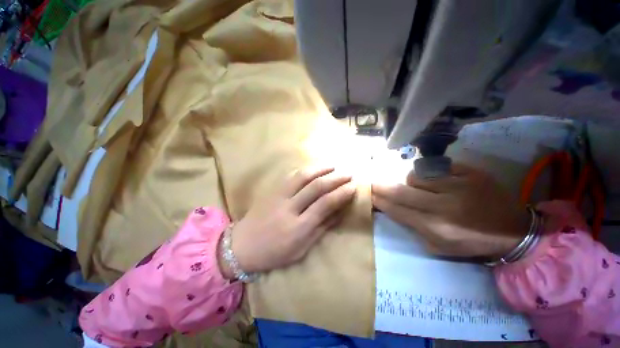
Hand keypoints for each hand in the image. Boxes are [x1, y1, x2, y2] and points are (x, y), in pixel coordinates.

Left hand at [219, 166, 356, 277]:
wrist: (242, 246)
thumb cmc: (274, 253)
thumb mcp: (301, 249)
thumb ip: (321, 229)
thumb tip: (339, 213)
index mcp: (298, 227)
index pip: (325, 204)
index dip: (341, 194)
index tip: (353, 187)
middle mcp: (289, 208)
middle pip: (316, 187)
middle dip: (335, 178)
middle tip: (348, 174)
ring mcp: (279, 196)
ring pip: (303, 176)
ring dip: (321, 169)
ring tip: (334, 166)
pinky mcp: (272, 190)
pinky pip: (291, 176)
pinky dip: (306, 170)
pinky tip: (314, 168)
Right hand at [372, 163, 529, 257]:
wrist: (514, 230)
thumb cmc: (472, 242)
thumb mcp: (439, 246)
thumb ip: (413, 227)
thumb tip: (392, 208)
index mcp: (437, 228)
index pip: (397, 210)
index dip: (380, 201)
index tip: (369, 194)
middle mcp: (445, 206)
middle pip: (401, 191)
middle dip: (382, 186)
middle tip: (372, 182)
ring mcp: (459, 186)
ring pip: (417, 176)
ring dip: (411, 182)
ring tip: (419, 188)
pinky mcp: (471, 173)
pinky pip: (437, 168)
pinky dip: (431, 174)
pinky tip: (437, 180)